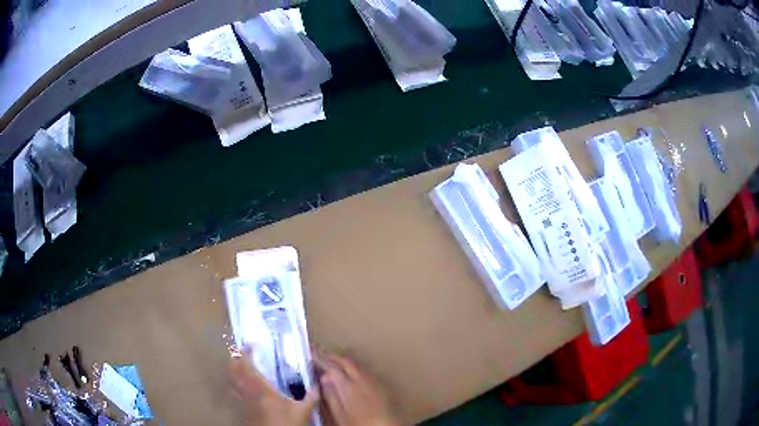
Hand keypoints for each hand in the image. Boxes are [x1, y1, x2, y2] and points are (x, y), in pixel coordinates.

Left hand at [230, 347, 318, 425]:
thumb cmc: (285, 423)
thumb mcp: (302, 411)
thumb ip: (310, 397)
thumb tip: (318, 386)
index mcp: (261, 388)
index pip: (247, 365)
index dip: (246, 353)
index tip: (250, 345)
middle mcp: (247, 391)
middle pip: (233, 370)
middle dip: (235, 358)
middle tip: (242, 352)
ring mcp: (242, 400)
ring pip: (231, 380)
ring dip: (232, 370)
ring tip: (239, 365)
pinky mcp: (242, 408)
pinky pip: (234, 391)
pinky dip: (235, 383)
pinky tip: (243, 386)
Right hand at [315, 353, 399, 425]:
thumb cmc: (359, 423)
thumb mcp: (340, 414)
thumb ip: (331, 396)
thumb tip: (323, 378)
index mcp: (349, 386)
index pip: (332, 368)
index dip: (321, 361)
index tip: (313, 357)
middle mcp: (362, 380)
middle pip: (347, 362)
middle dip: (334, 358)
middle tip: (323, 357)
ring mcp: (373, 382)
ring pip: (358, 365)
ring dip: (346, 362)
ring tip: (336, 364)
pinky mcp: (381, 386)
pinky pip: (366, 371)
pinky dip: (356, 368)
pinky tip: (352, 375)